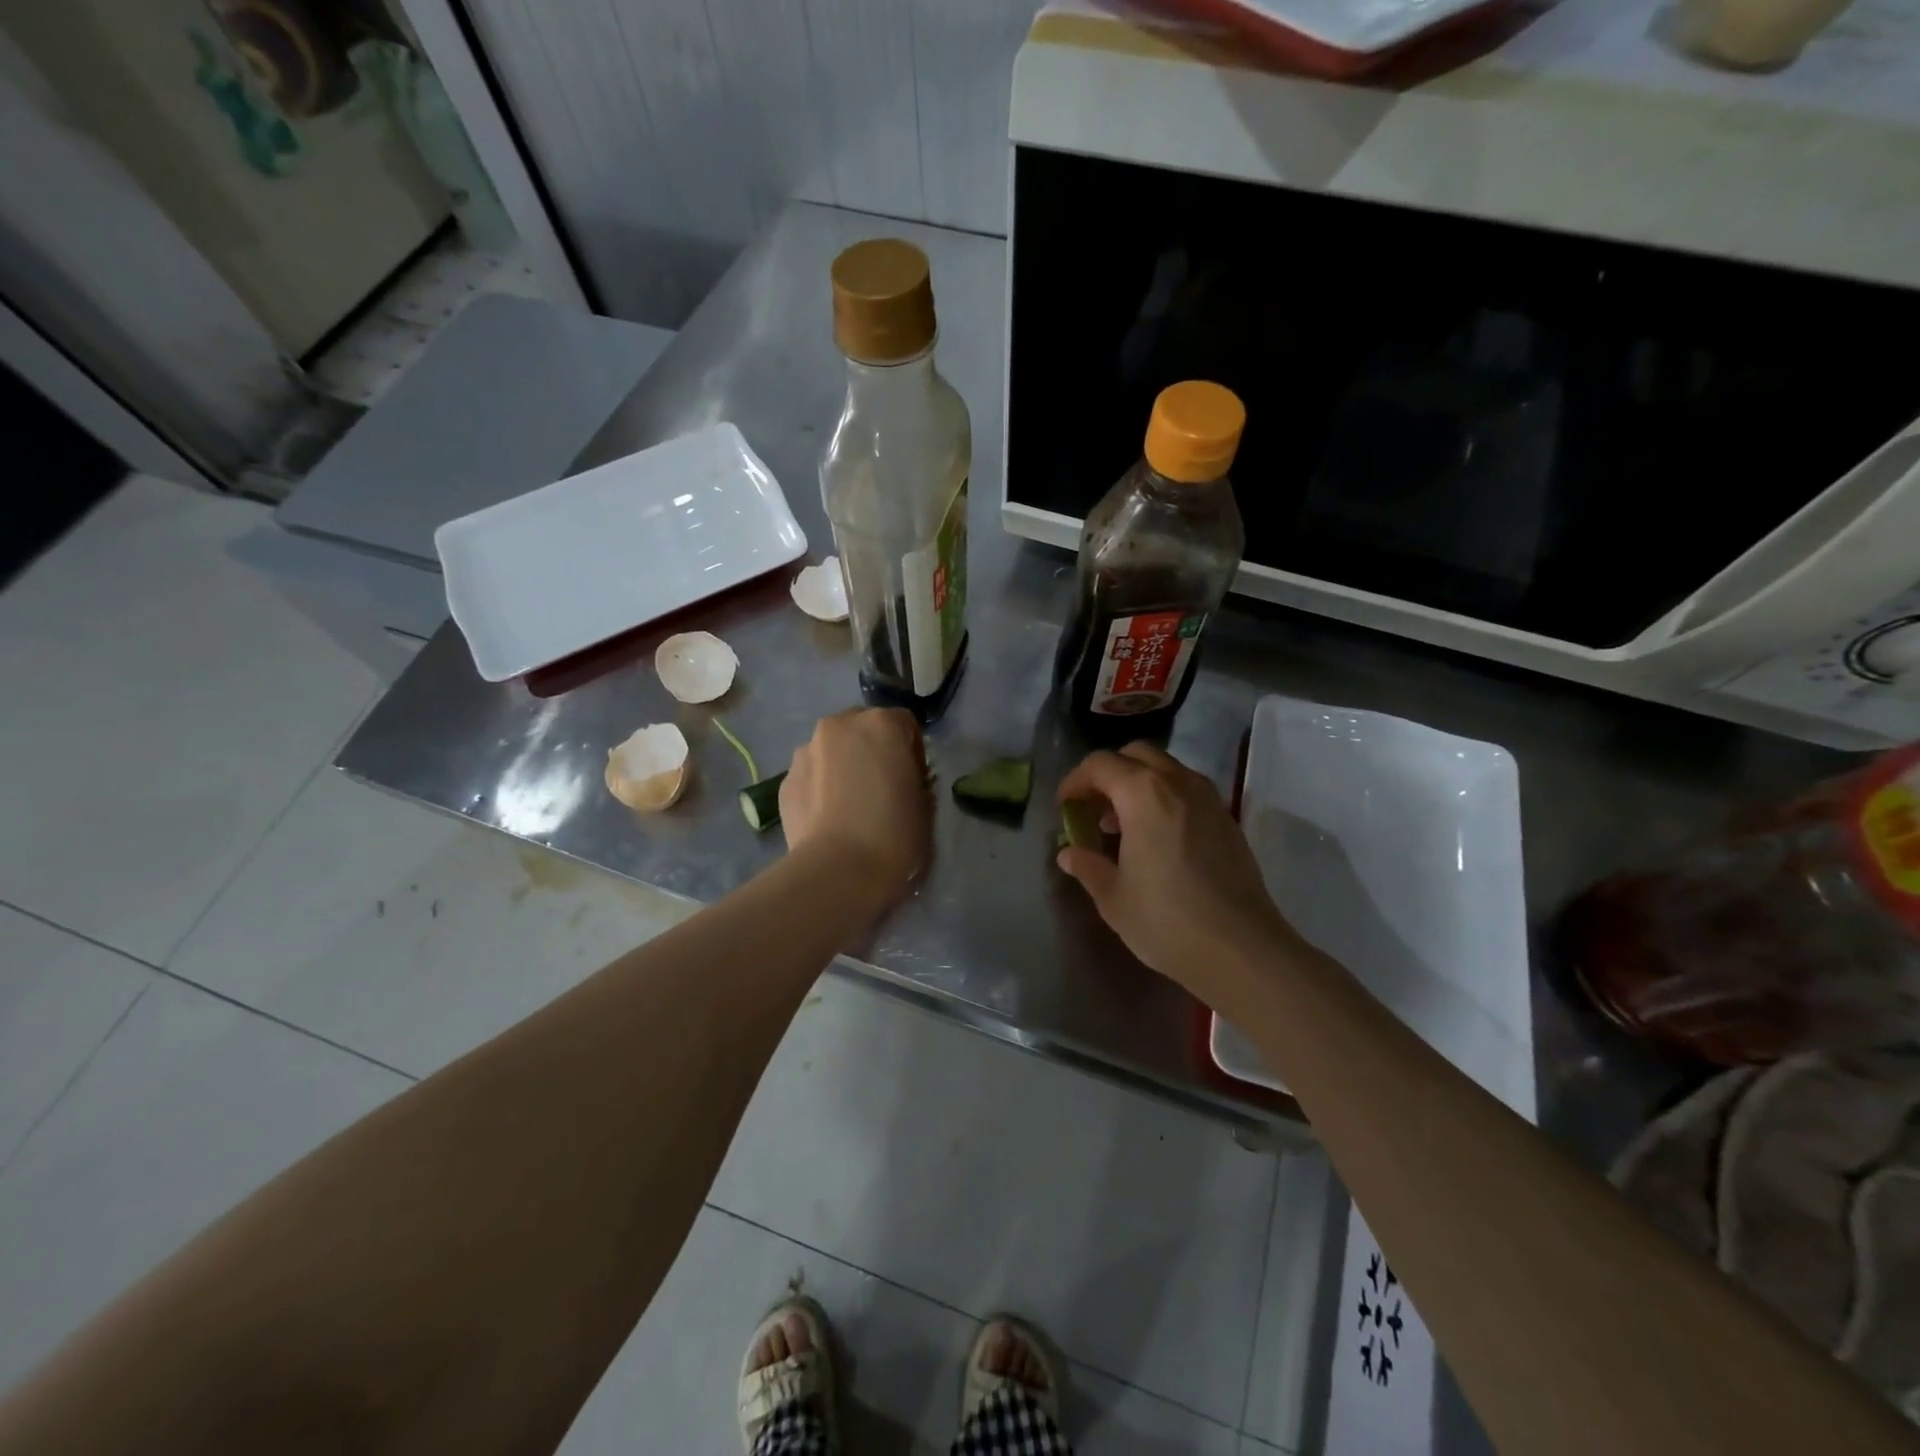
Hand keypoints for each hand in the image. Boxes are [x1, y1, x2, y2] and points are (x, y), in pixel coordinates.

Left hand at [781, 708, 930, 905]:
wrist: (838, 871)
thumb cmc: (894, 835)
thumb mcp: (924, 805)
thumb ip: (915, 780)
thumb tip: (903, 781)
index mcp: (882, 724)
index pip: (905, 724)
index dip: (912, 751)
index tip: (914, 780)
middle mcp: (839, 726)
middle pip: (862, 728)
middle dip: (872, 750)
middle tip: (880, 786)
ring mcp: (806, 751)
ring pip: (832, 750)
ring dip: (843, 766)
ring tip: (849, 805)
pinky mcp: (785, 779)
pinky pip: (811, 775)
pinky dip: (820, 787)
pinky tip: (828, 818)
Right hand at [1056, 742, 1297, 1004]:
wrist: (1242, 950)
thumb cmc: (1167, 921)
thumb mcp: (1113, 897)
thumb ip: (1088, 866)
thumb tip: (1069, 853)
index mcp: (1143, 794)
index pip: (1100, 764)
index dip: (1075, 781)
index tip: (1064, 807)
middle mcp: (1178, 783)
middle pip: (1136, 755)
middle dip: (1108, 774)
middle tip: (1093, 809)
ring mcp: (1209, 799)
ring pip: (1166, 769)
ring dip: (1138, 784)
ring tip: (1122, 826)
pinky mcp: (1227, 820)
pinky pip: (1188, 791)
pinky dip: (1165, 799)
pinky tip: (1157, 840)